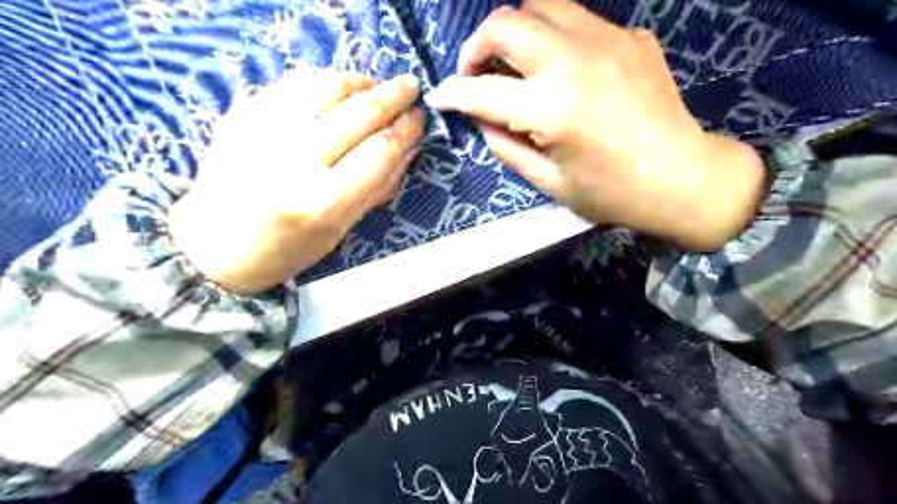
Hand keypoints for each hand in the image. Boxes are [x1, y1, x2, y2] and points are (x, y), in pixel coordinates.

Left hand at [170, 69, 423, 292]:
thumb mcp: (340, 232)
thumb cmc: (286, 250)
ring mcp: (263, 133)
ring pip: (325, 87)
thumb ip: (377, 189)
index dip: (407, 128)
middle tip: (410, 87)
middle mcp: (294, 163)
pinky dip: (322, 81)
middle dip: (393, 94)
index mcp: (324, 202)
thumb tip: (408, 150)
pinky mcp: (241, 116)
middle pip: (358, 112)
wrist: (212, 248)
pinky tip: (337, 88)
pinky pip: (292, 84)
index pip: (380, 150)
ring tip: (375, 85)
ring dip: (360, 80)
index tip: (420, 117)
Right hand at [427, 0, 762, 251]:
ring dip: (517, 32)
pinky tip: (565, 70)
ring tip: (517, 64)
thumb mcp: (548, 182)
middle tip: (477, 74)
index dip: (452, 94)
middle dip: (477, 47)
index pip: (482, 90)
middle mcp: (575, 61)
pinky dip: (557, 39)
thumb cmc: (611, 192)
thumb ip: (505, 146)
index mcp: (552, 109)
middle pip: (506, 22)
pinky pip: (579, 21)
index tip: (441, 98)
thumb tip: (480, 117)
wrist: (682, 177)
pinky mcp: (631, 36)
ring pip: (542, 4)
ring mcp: (608, 40)